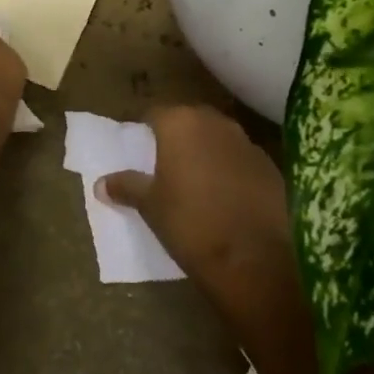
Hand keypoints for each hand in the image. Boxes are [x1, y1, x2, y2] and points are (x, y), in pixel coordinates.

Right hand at [97, 106, 295, 309]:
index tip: (138, 145)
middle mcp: (215, 123)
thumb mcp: (151, 206)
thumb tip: (101, 183)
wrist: (257, 260)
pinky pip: (242, 160)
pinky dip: (232, 170)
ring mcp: (248, 143)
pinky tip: (227, 195)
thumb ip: (127, 186)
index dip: (145, 128)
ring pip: (219, 138)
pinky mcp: (272, 168)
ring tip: (196, 179)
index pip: (155, 113)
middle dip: (178, 136)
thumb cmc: (191, 223)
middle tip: (165, 161)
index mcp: (180, 124)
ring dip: (207, 151)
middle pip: (190, 120)